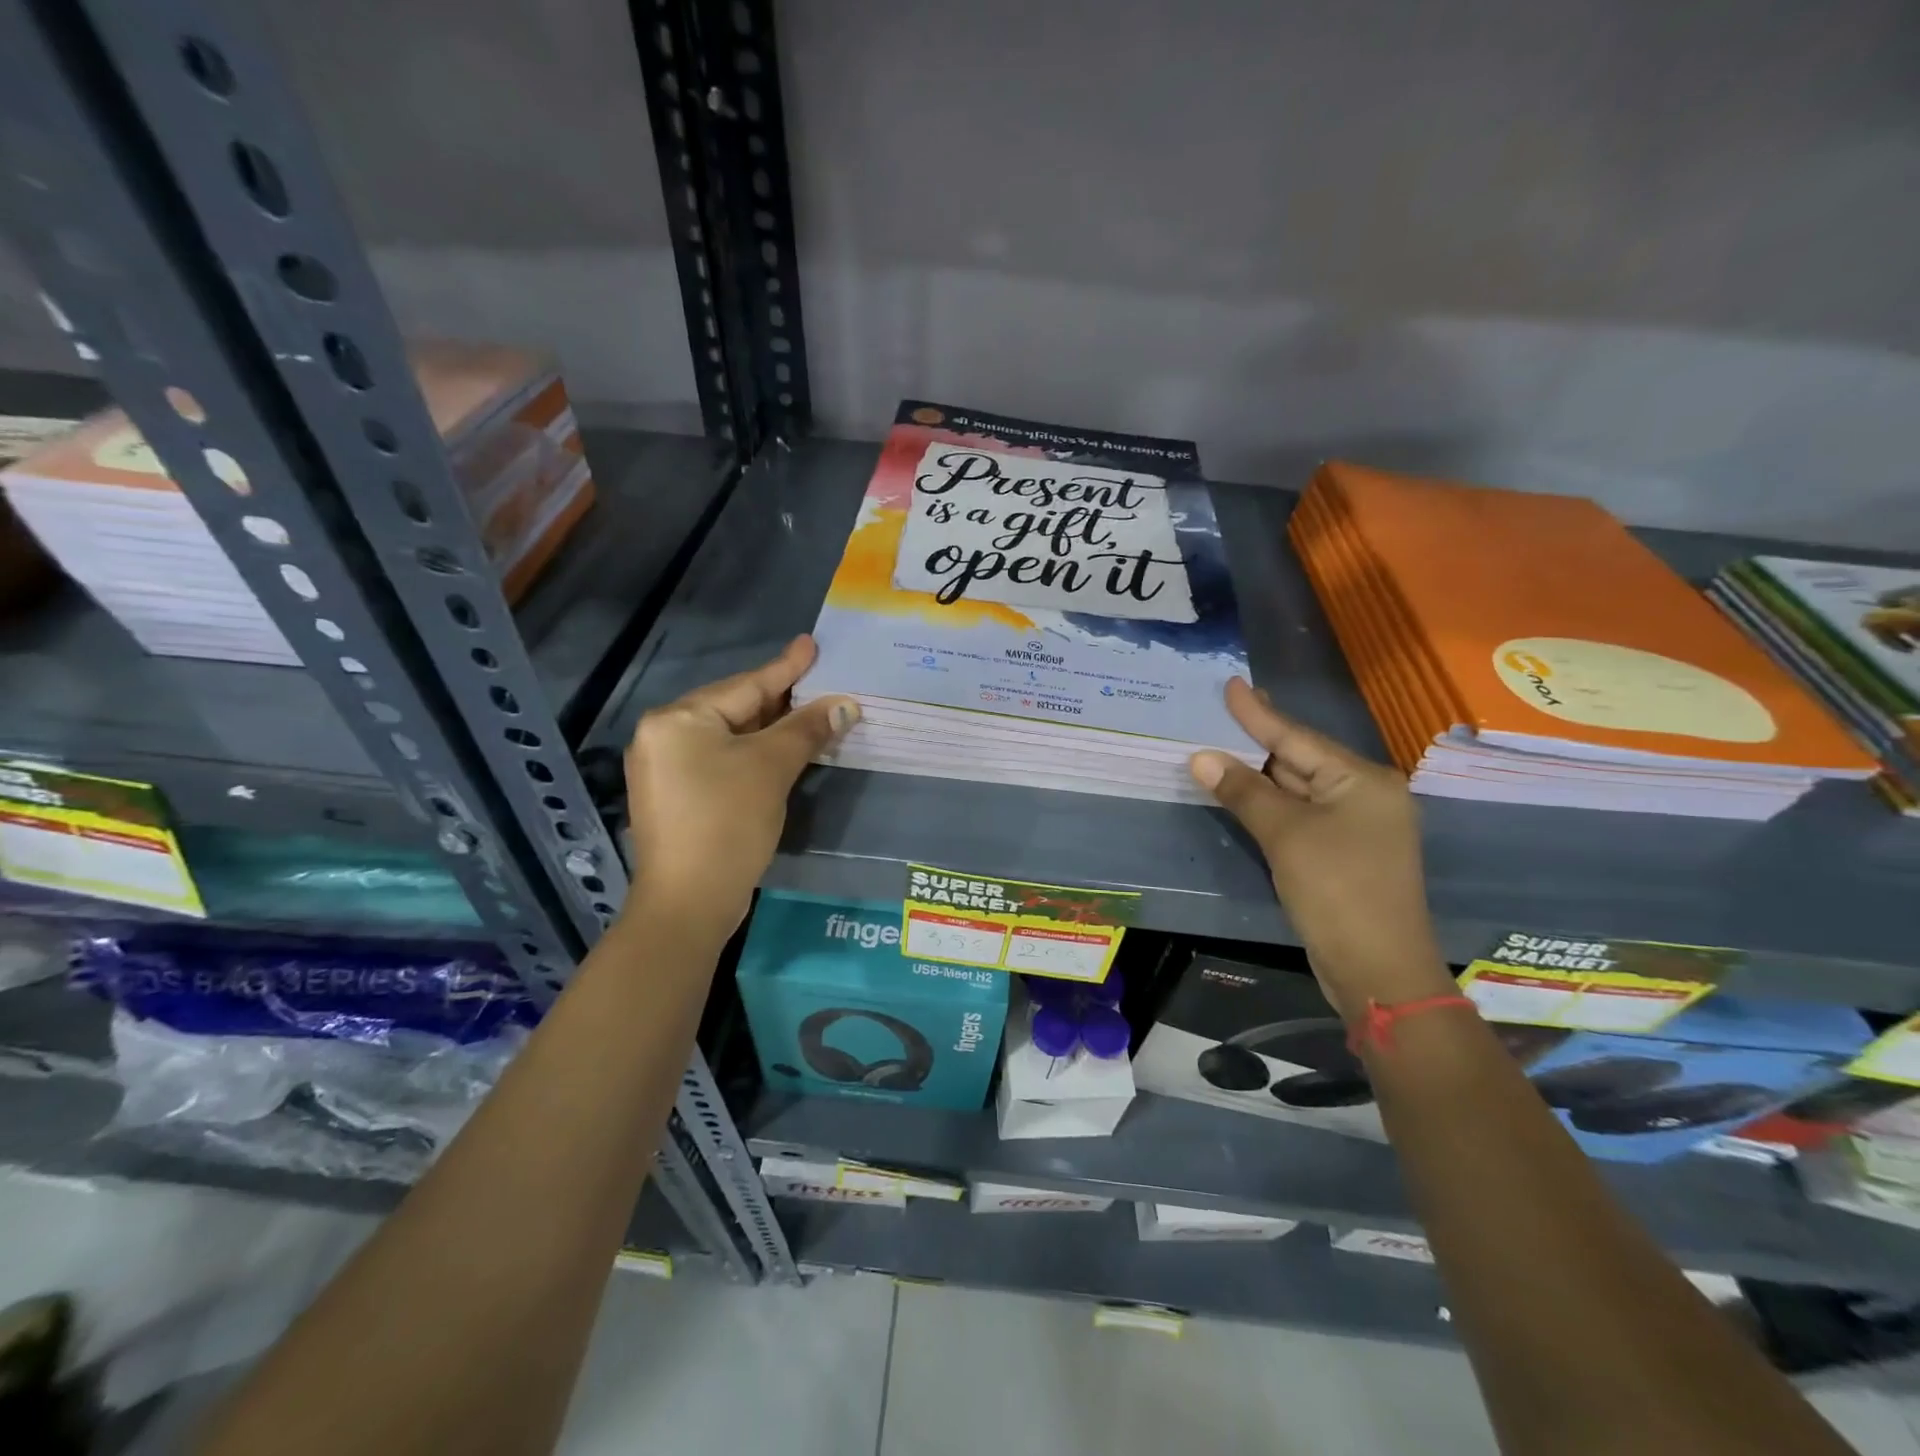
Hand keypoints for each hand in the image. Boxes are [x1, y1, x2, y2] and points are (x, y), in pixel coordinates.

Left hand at [624, 636, 857, 942]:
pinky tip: (782, 751)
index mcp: (678, 719)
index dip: (786, 668)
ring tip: (810, 712)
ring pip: (730, 737)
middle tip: (820, 682)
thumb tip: (845, 704)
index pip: (745, 685)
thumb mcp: (771, 767)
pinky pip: (721, 760)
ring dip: (771, 729)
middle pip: (735, 708)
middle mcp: (664, 735)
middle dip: (781, 700)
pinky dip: (754, 754)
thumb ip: (807, 729)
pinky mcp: (676, 796)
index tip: (811, 644)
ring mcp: (666, 768)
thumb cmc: (727, 822)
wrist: (688, 903)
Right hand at [1189, 680, 1452, 1016]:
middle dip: (1256, 742)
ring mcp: (1356, 826)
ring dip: (1258, 776)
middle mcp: (1365, 795)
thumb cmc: (1337, 891)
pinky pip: (1300, 815)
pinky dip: (1270, 805)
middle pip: (1300, 759)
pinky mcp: (1343, 853)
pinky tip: (1242, 794)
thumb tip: (1201, 757)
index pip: (1297, 738)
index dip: (1258, 713)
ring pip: (1298, 789)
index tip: (1231, 683)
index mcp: (1362, 780)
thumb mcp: (1286, 835)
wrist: (1379, 970)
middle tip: (1216, 714)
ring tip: (1218, 748)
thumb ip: (1244, 791)